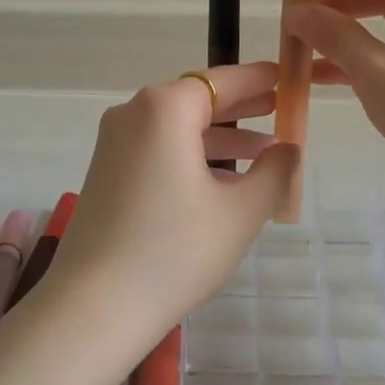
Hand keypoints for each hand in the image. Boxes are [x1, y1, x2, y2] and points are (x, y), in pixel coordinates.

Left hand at [48, 62, 297, 343]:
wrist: (94, 307)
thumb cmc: (175, 250)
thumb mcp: (239, 212)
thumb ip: (273, 172)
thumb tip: (288, 149)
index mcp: (164, 108)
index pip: (222, 80)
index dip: (260, 79)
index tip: (290, 78)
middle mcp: (133, 112)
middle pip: (197, 99)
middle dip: (242, 107)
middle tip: (283, 110)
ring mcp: (114, 142)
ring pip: (178, 127)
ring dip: (220, 137)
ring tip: (266, 152)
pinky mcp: (106, 170)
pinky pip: (159, 148)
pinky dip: (193, 156)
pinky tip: (224, 181)